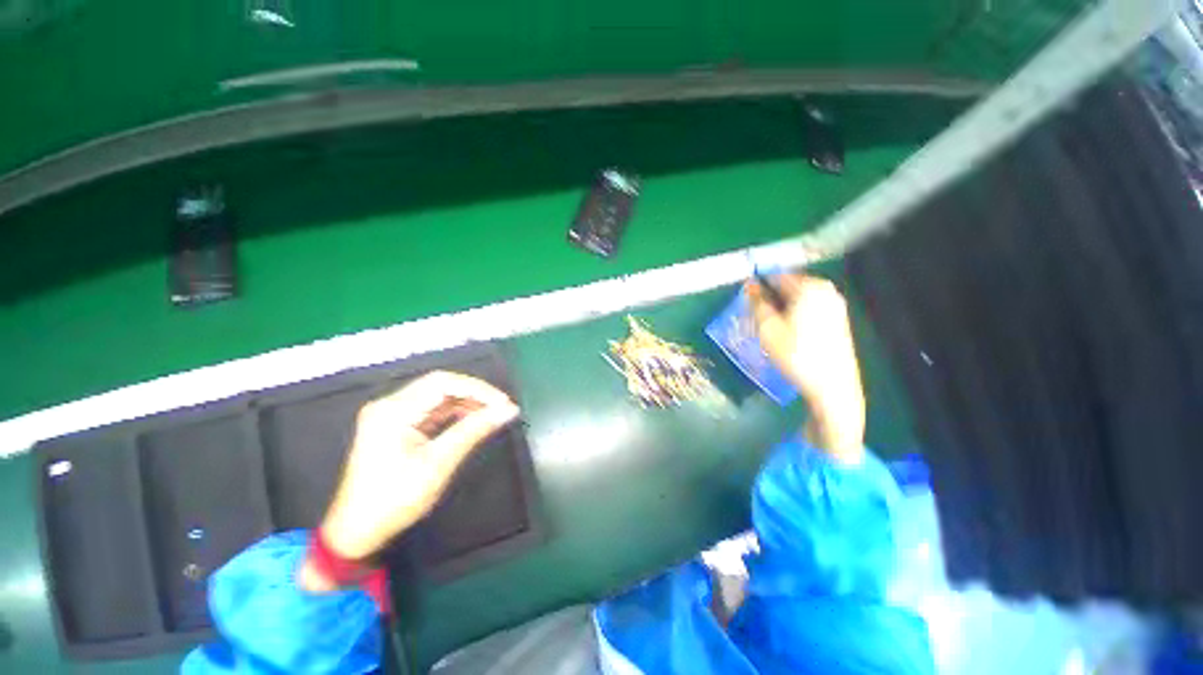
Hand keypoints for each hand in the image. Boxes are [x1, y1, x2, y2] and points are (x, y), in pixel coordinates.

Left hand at [319, 371, 519, 561]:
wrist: (357, 532)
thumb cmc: (394, 500)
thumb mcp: (438, 464)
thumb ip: (474, 431)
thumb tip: (507, 410)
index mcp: (393, 410)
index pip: (443, 383)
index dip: (478, 388)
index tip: (503, 402)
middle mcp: (390, 405)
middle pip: (440, 386)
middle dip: (474, 394)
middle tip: (501, 407)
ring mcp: (392, 415)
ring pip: (438, 397)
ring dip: (467, 403)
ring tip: (493, 413)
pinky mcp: (397, 426)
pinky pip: (432, 411)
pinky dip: (455, 413)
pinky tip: (473, 420)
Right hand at [745, 274, 864, 462]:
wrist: (832, 387)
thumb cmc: (796, 355)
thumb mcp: (767, 328)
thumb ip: (757, 303)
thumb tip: (749, 285)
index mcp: (809, 287)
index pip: (776, 276)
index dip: (758, 286)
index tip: (745, 300)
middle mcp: (826, 290)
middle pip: (788, 286)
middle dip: (770, 298)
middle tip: (756, 317)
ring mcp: (835, 304)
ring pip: (798, 298)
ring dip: (781, 307)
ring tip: (769, 327)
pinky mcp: (838, 319)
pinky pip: (809, 307)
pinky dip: (795, 314)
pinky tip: (787, 333)